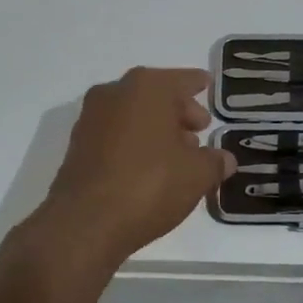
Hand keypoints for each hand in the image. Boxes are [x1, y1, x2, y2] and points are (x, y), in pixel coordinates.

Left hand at [29, 68, 235, 273]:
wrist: (85, 223)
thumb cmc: (149, 184)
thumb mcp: (197, 174)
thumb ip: (215, 161)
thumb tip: (225, 159)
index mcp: (148, 87)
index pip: (182, 80)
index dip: (198, 84)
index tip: (207, 85)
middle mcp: (116, 92)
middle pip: (156, 94)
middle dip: (179, 111)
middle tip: (199, 129)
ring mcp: (92, 118)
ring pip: (134, 114)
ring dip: (156, 128)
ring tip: (177, 154)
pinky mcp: (78, 145)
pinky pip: (116, 134)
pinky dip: (134, 142)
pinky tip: (149, 167)